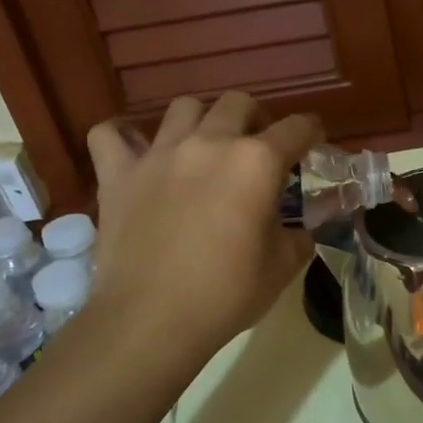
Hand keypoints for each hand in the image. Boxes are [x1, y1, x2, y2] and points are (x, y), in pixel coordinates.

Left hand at [86, 93, 321, 360]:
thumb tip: (302, 227)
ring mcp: (159, 154)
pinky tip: (135, 152)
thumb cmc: (227, 293)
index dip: (311, 132)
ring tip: (203, 147)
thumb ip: (299, 235)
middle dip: (255, 119)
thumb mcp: (283, 267)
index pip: (297, 128)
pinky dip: (123, 137)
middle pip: (238, 103)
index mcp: (257, 162)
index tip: (313, 143)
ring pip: (183, 107)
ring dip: (201, 120)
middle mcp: (210, 143)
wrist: (152, 319)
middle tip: (257, 148)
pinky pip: (110, 134)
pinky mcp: (118, 174)